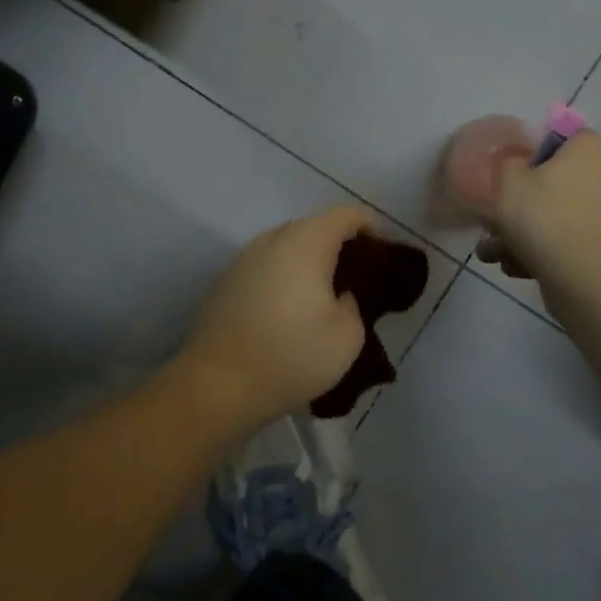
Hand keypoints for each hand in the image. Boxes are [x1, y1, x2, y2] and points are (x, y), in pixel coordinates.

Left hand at [173, 206, 372, 432]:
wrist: (216, 384)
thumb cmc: (291, 355)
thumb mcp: (347, 336)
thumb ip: (354, 303)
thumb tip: (340, 294)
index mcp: (307, 241)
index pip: (347, 215)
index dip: (371, 229)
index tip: (384, 256)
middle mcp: (273, 238)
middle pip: (315, 228)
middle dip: (340, 246)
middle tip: (359, 279)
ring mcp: (245, 257)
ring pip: (288, 248)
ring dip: (310, 263)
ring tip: (325, 297)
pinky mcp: (227, 280)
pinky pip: (267, 267)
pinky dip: (285, 278)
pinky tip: (290, 311)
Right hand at [473, 132, 600, 288]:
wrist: (585, 276)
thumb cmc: (545, 214)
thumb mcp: (508, 180)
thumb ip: (509, 163)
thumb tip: (517, 163)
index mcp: (592, 148)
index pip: (564, 139)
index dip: (534, 154)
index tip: (512, 176)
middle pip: (560, 183)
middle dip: (525, 204)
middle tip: (494, 222)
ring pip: (562, 217)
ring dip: (527, 234)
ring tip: (495, 254)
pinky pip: (573, 243)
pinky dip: (547, 253)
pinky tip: (516, 269)